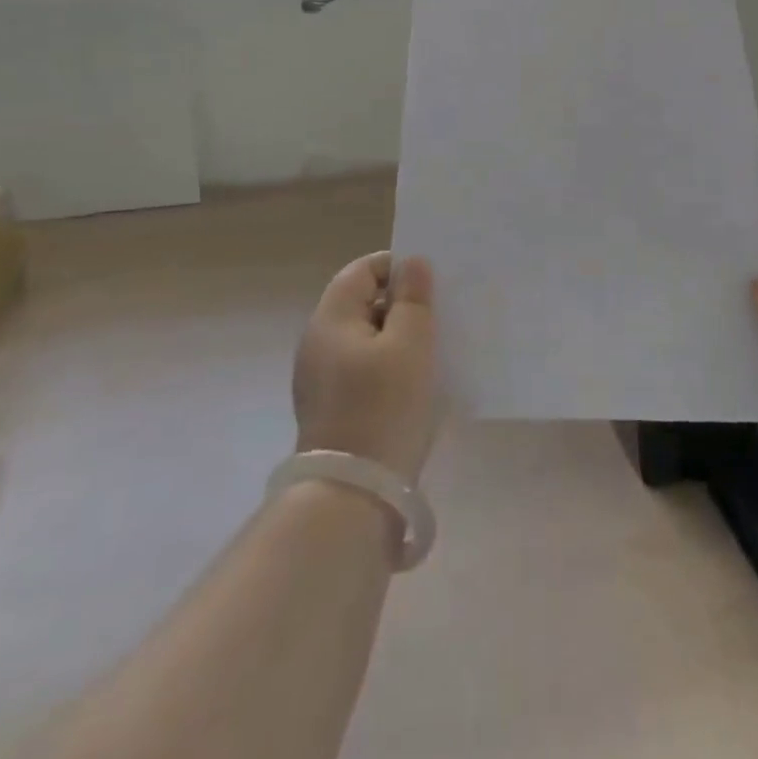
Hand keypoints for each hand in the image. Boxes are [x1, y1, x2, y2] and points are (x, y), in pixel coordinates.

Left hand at [293, 253, 441, 484]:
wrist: (352, 494)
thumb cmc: (384, 407)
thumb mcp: (410, 345)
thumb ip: (413, 299)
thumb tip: (412, 264)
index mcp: (331, 319)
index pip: (361, 270)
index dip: (396, 267)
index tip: (431, 283)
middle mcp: (318, 342)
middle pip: (361, 303)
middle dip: (400, 303)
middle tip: (439, 315)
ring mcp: (320, 378)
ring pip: (365, 338)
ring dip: (397, 336)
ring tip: (433, 348)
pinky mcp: (331, 408)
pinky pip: (362, 369)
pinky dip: (388, 365)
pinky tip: (414, 384)